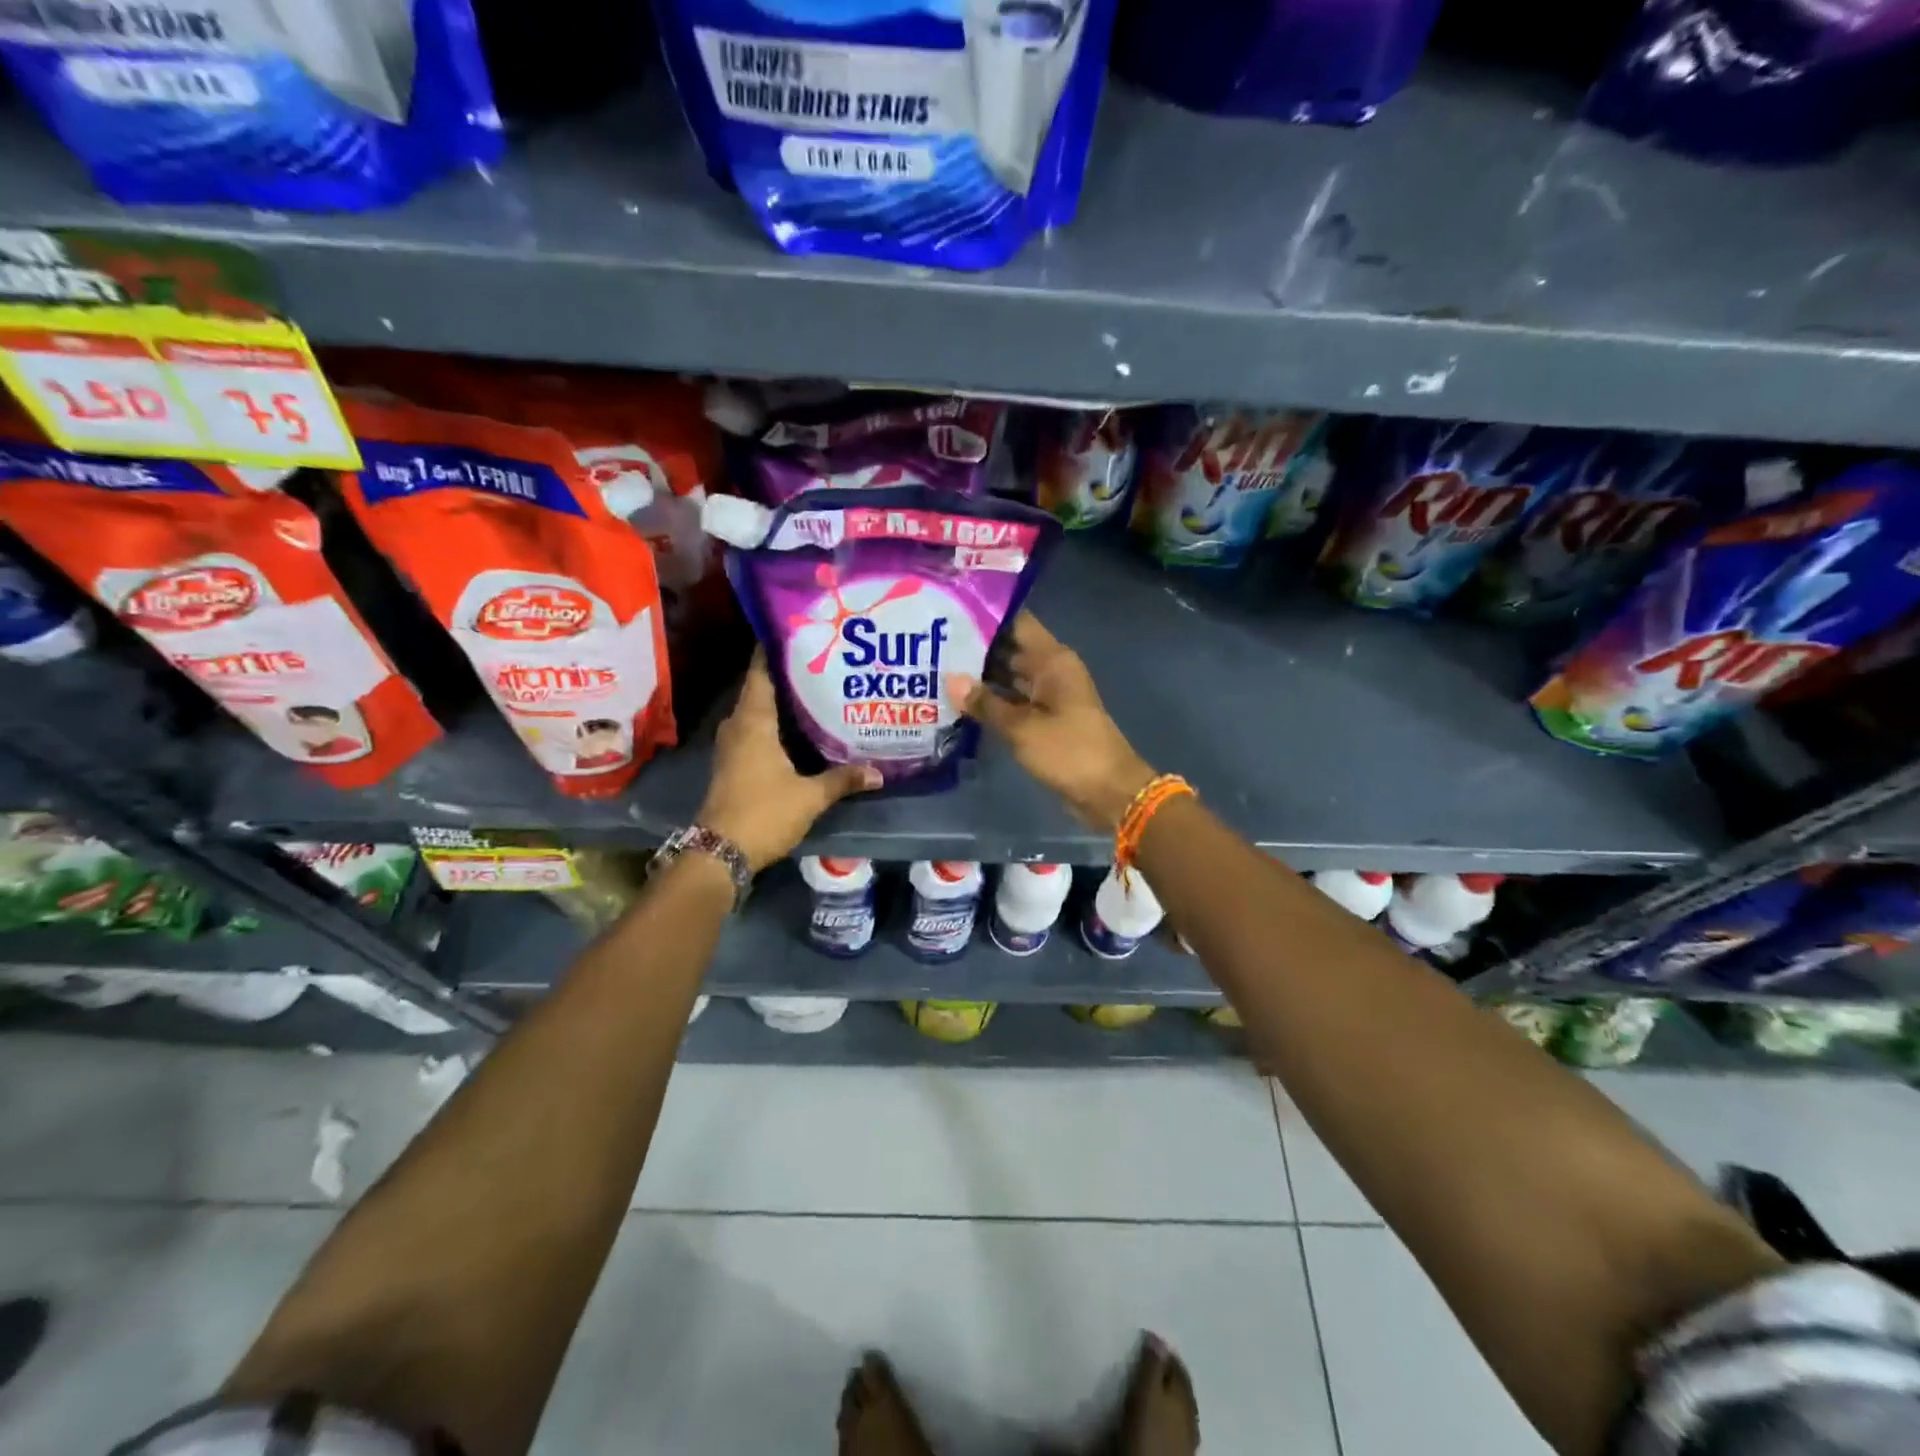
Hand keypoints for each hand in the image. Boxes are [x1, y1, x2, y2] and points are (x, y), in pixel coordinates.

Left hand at [697, 653, 880, 871]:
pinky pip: (754, 730)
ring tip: (815, 690)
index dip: (774, 650)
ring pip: (757, 711)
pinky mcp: (733, 763)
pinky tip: (798, 728)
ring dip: (780, 701)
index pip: (760, 672)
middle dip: (787, 675)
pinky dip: (774, 723)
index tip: (797, 632)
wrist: (721, 852)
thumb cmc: (764, 813)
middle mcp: (738, 726)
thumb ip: (843, 780)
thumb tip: (879, 773)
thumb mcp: (810, 796)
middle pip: (760, 689)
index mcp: (753, 722)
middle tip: (820, 661)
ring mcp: (732, 745)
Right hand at [946, 613, 1155, 831]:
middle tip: (931, 643)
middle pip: (1009, 649)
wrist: (1109, 793)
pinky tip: (960, 701)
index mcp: (1052, 660)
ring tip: (937, 668)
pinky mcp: (1044, 720)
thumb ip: (986, 703)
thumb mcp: (1022, 728)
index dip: (986, 615)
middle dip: (975, 647)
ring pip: (1009, 677)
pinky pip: (1013, 701)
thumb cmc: (1069, 751)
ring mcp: (1048, 696)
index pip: (1017, 623)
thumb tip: (951, 680)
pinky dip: (992, 701)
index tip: (950, 612)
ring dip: (980, 676)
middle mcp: (1051, 671)